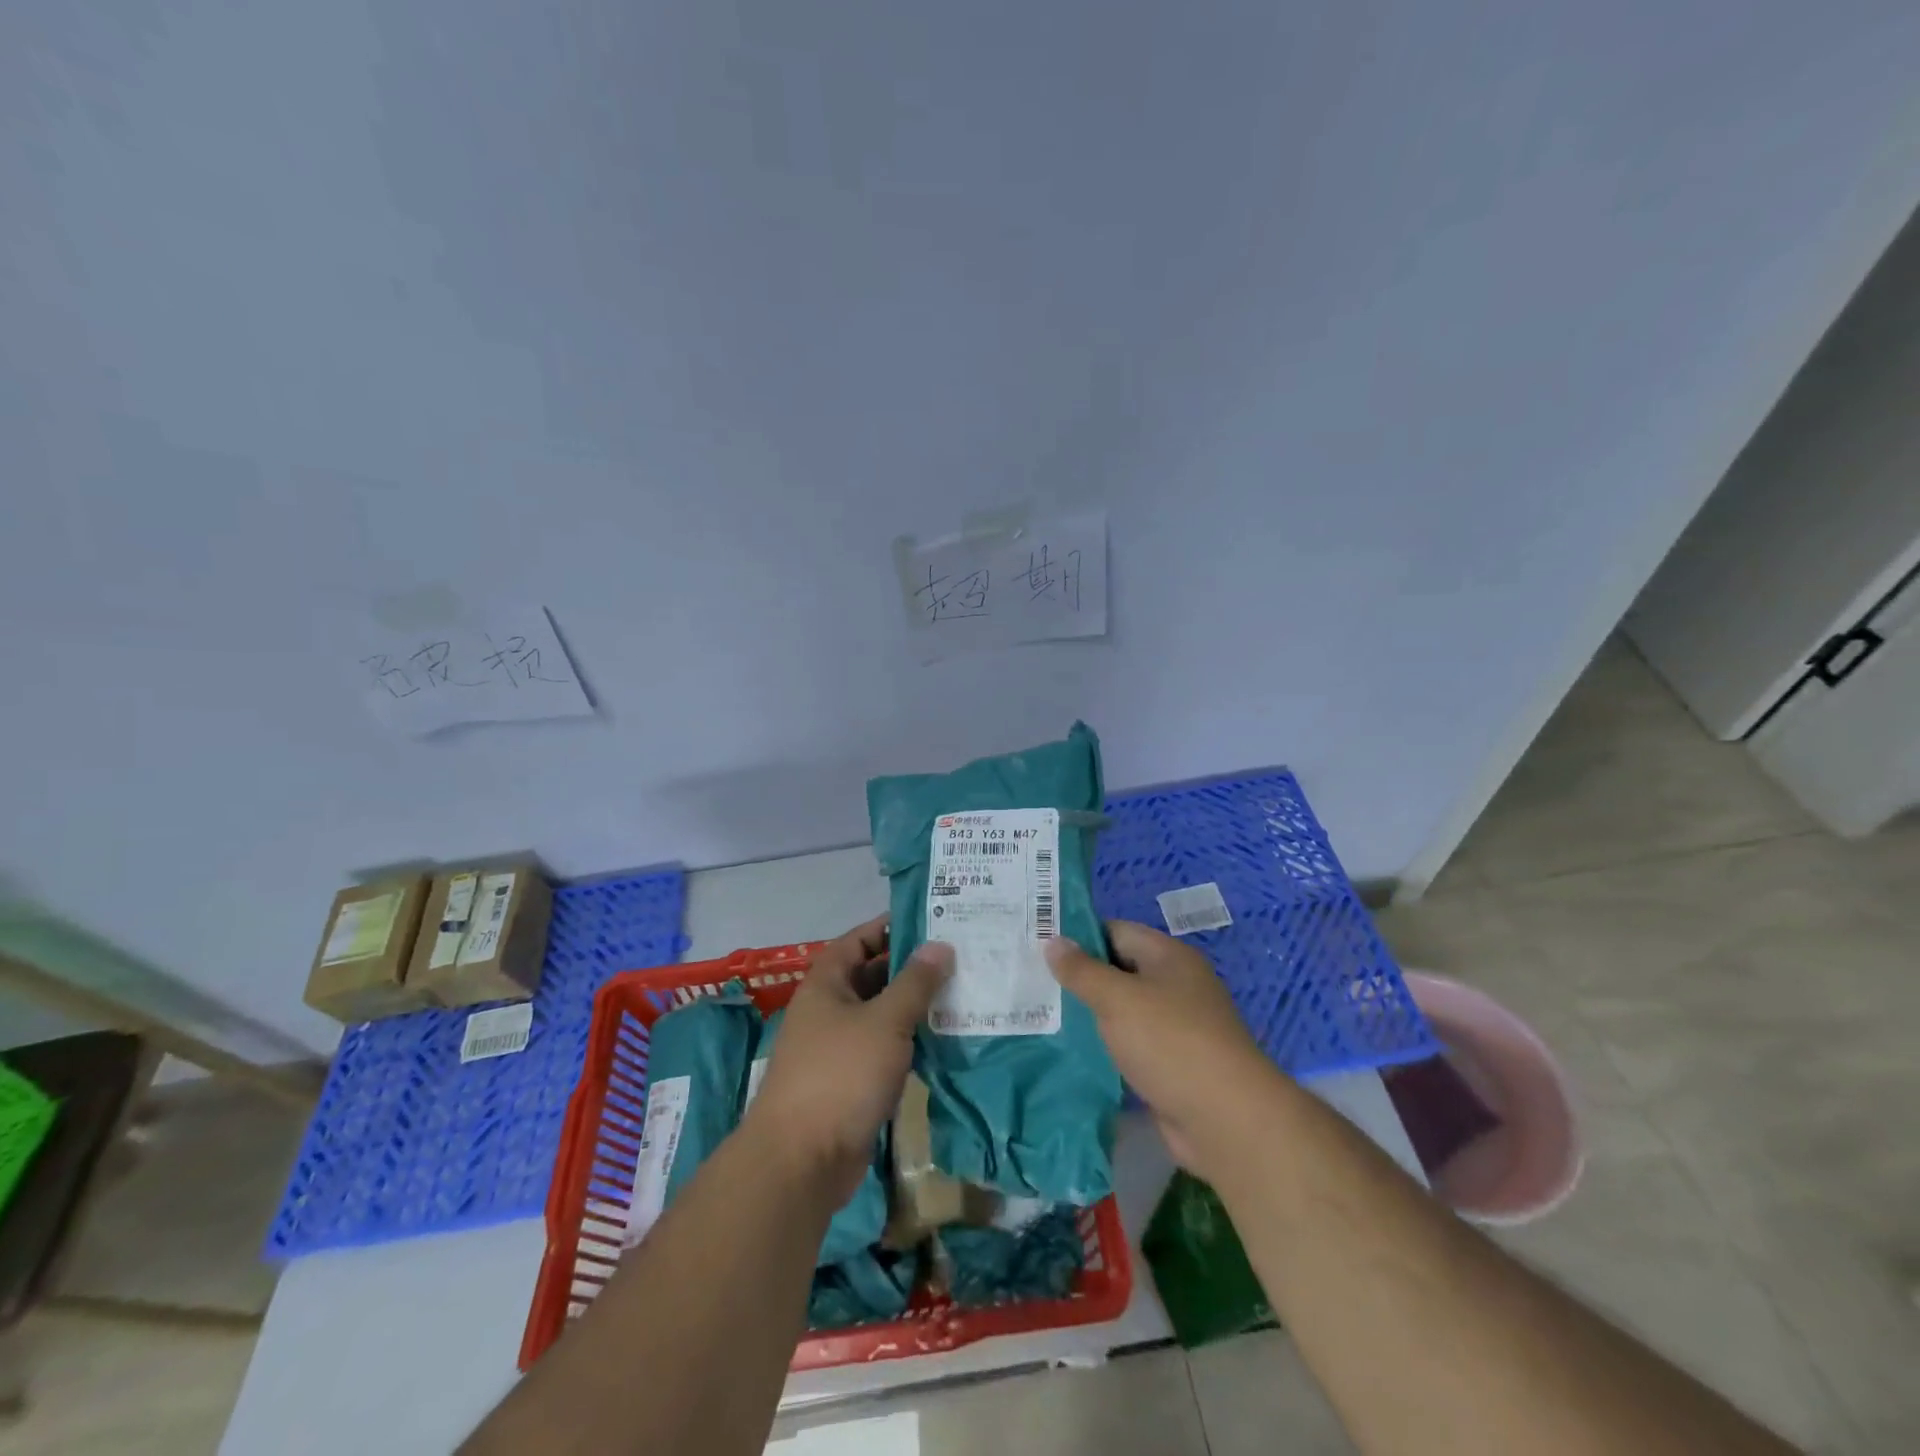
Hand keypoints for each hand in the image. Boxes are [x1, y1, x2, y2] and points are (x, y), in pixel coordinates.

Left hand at [742, 915, 952, 1202]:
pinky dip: (910, 1041)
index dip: (891, 927)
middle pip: (872, 976)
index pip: (859, 939)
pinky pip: (885, 1048)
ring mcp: (839, 1048)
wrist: (801, 1162)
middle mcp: (829, 1009)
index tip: (933, 921)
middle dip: (911, 967)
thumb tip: (940, 945)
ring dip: (915, 1007)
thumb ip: (915, 982)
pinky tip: (945, 1040)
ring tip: (961, 993)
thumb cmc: (840, 1075)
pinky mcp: (851, 1082)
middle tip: (959, 957)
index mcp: (826, 984)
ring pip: (882, 1015)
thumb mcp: (885, 1021)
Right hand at [1046, 920, 1279, 1179]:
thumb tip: (1053, 941)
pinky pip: (1131, 1045)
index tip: (1038, 946)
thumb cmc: (1171, 1043)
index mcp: (1169, 957)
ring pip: (1123, 1010)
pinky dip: (1106, 1046)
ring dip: (1090, 1015)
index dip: (1078, 936)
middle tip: (1032, 981)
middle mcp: (1175, 985)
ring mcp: (1177, 1027)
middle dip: (1080, 977)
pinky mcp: (1173, 1065)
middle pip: (1119, 970)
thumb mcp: (1118, 999)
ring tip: (1041, 1015)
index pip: (1116, 931)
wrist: (1227, 1121)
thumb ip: (1082, 971)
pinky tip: (1072, 1052)